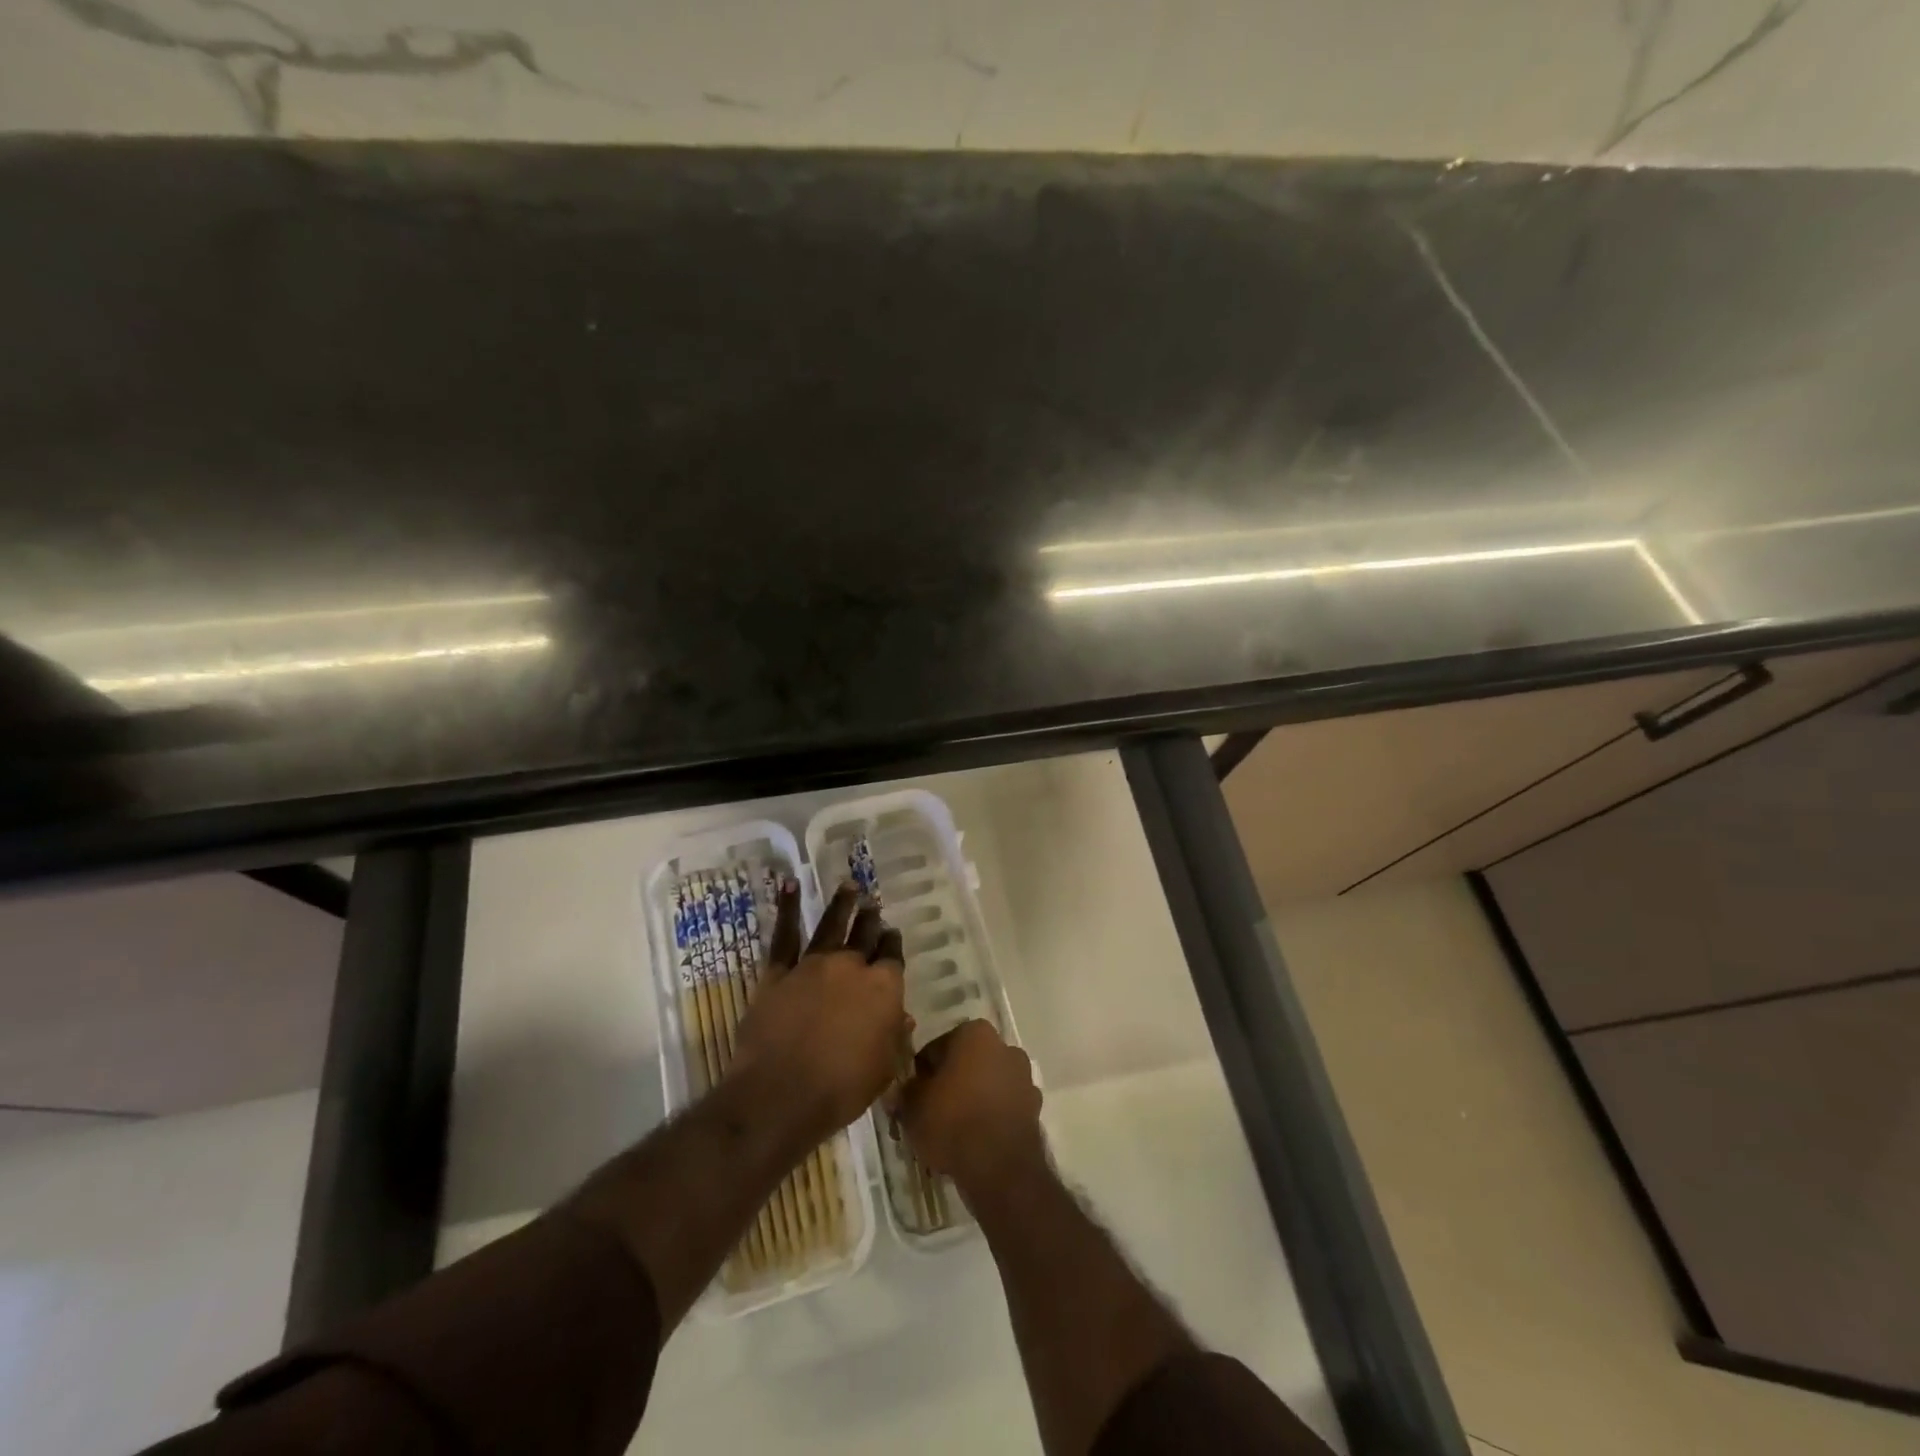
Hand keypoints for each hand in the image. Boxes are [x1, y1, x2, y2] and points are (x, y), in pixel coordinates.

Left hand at [730, 879, 910, 1143]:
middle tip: (873, 904)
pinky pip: (785, 936)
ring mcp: (813, 966)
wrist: (782, 1095)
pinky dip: (788, 908)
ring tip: (849, 886)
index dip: (892, 945)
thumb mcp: (883, 1070)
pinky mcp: (779, 973)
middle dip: (871, 920)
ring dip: (842, 905)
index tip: (891, 934)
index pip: (892, 958)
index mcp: (883, 989)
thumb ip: (894, 1039)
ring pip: (831, 926)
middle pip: (865, 936)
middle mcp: (851, 968)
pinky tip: (790, 885)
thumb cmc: (842, 1089)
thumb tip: (902, 1017)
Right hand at [897, 1019, 1044, 1192]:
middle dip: (951, 1083)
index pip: (937, 1048)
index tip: (913, 1095)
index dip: (922, 1073)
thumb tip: (903, 1091)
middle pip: (966, 1063)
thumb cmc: (952, 1121)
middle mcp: (1004, 1046)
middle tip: (931, 1113)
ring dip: (973, 1100)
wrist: (999, 1167)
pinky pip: (1003, 1107)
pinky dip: (991, 1118)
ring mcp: (1024, 1077)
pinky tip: (975, 1142)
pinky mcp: (1035, 1107)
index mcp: (974, 1033)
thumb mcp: (913, 1107)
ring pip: (987, 1084)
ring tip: (953, 1132)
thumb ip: (906, 1092)